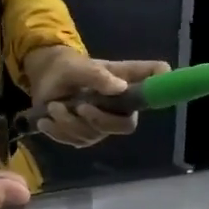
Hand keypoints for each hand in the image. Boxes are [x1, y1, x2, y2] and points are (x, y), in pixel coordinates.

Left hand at [23, 47, 170, 147]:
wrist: (46, 79)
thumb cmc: (68, 68)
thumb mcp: (79, 67)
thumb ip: (97, 76)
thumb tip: (119, 87)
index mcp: (126, 85)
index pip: (154, 87)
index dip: (162, 89)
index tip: (159, 83)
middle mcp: (120, 108)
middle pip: (126, 125)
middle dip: (99, 120)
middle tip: (79, 107)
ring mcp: (102, 125)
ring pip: (93, 135)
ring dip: (68, 122)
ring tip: (54, 106)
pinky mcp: (84, 136)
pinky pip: (75, 142)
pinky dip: (57, 131)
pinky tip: (47, 120)